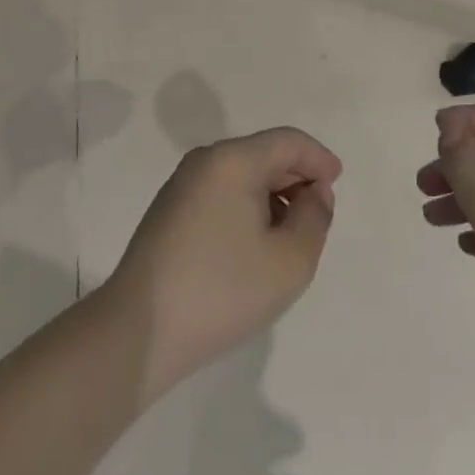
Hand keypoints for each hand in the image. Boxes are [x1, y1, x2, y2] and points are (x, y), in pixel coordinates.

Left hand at [107, 129, 341, 402]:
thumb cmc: (221, 290)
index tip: (337, 185)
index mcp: (233, 160)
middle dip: (296, 179)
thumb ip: (315, 217)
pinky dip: (247, 208)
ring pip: (242, 175)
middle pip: (264, 154)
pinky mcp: (169, 211)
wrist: (138, 332)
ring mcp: (182, 185)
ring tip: (287, 238)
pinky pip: (222, 193)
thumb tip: (313, 192)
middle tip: (316, 218)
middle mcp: (205, 161)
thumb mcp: (290, 260)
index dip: (319, 159)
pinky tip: (253, 247)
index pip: (289, 141)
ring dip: (272, 197)